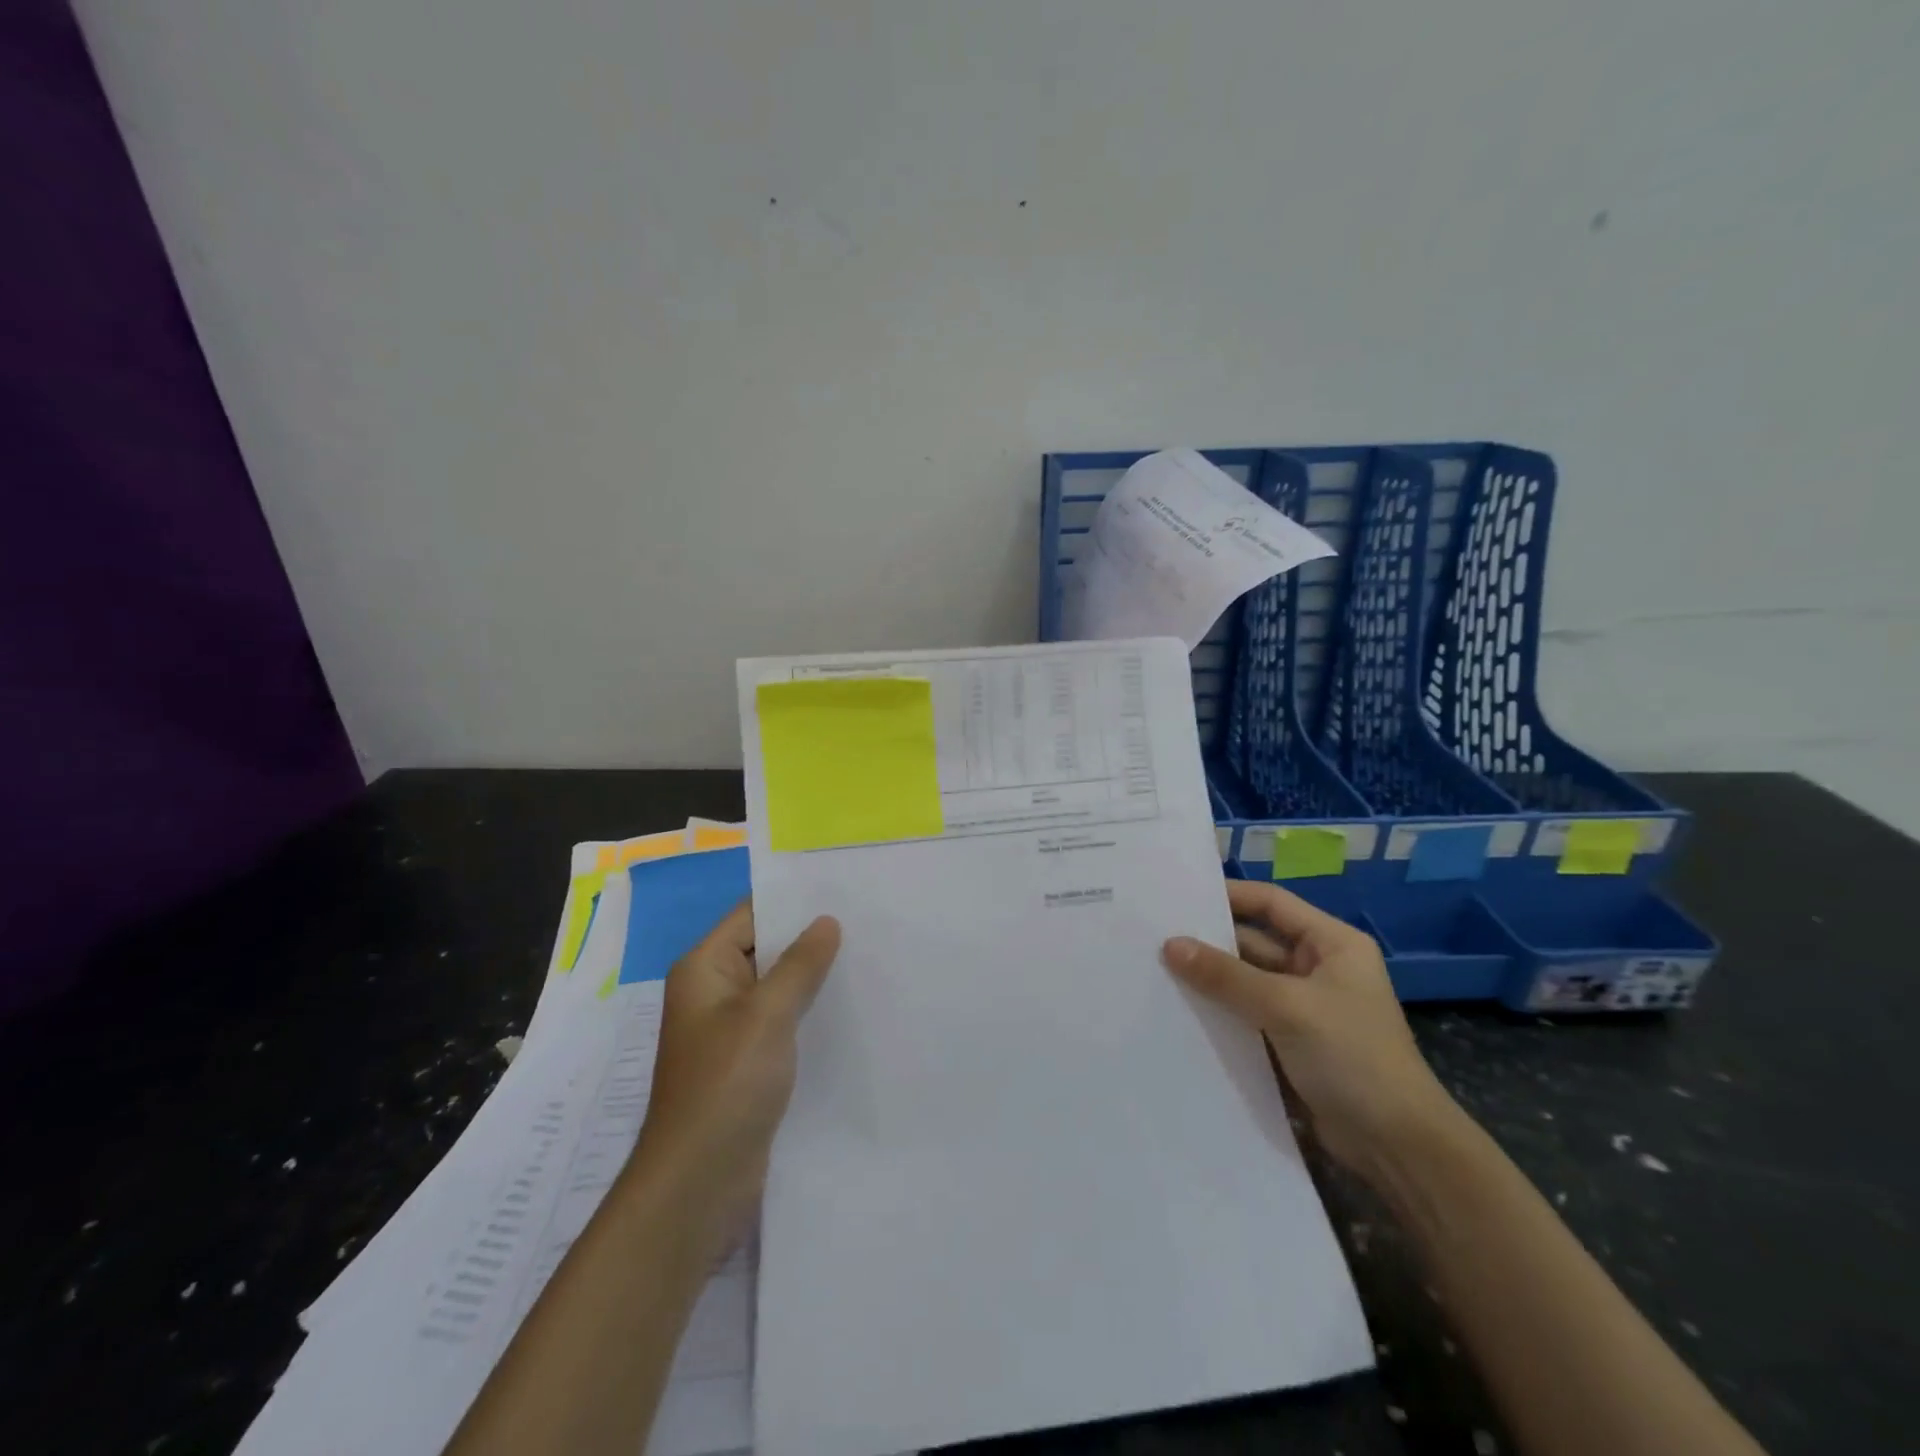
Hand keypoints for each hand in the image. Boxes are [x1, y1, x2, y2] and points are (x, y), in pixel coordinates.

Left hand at [630, 901, 840, 1240]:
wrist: (698, 1182)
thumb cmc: (726, 1084)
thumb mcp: (767, 1014)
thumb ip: (799, 964)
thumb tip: (826, 921)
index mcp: (704, 968)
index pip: (751, 914)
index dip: (794, 901)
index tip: (844, 890)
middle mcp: (712, 991)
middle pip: (765, 948)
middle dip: (810, 938)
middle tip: (867, 921)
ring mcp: (729, 1029)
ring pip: (777, 987)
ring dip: (813, 977)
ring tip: (867, 957)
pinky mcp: (747, 1062)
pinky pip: (781, 1021)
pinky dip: (808, 1011)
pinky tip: (849, 1006)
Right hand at [1163, 879, 1455, 1181]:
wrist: (1397, 1147)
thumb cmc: (1352, 1057)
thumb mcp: (1286, 1007)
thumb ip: (1226, 976)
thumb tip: (1170, 945)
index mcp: (1332, 944)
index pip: (1271, 903)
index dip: (1228, 896)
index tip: (1180, 897)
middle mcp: (1317, 967)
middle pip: (1254, 942)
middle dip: (1210, 940)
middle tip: (1156, 934)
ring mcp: (1304, 1006)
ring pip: (1246, 980)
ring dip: (1210, 978)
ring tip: (1156, 968)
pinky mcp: (1290, 1041)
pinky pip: (1246, 1014)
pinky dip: (1219, 1011)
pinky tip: (1180, 1010)